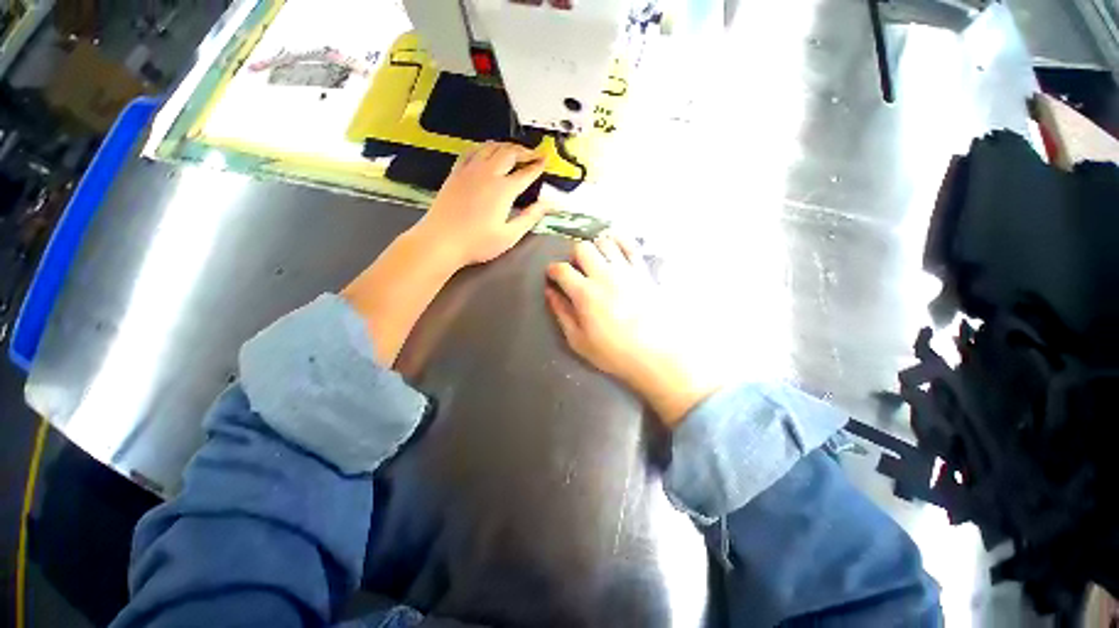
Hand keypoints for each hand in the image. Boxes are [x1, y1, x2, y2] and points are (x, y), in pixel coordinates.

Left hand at [413, 141, 549, 267]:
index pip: (526, 172)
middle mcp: (488, 174)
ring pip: (491, 147)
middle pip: (509, 153)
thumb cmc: (478, 243)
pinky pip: (471, 151)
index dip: (538, 165)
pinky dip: (483, 147)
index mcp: (504, 190)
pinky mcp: (455, 172)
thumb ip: (530, 218)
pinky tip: (487, 150)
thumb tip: (547, 205)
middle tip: (534, 154)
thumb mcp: (509, 235)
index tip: (546, 160)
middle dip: (525, 151)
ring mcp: (469, 171)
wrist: (441, 241)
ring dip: (506, 146)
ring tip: (514, 150)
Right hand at [545, 236, 721, 426]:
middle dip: (574, 256)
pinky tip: (615, 248)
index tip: (553, 275)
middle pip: (582, 248)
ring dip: (596, 248)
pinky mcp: (643, 272)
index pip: (561, 269)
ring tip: (597, 261)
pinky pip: (630, 246)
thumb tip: (550, 293)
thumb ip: (562, 314)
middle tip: (576, 269)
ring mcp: (626, 271)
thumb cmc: (614, 353)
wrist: (656, 355)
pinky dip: (620, 241)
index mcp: (585, 293)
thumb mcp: (579, 341)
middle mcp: (604, 276)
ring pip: (605, 242)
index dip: (553, 270)